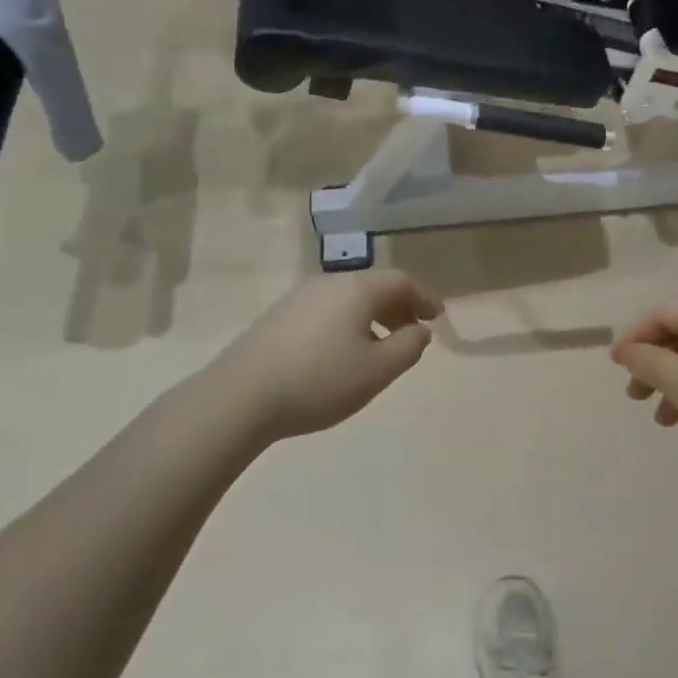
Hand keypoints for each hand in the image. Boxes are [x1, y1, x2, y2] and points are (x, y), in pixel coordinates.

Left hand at [212, 272, 441, 442]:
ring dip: (373, 317)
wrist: (241, 396)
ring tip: (380, 347)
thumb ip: (408, 347)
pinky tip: (343, 353)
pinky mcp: (278, 317)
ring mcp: (298, 298)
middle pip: (373, 286)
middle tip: (412, 332)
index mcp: (356, 289)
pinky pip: (326, 310)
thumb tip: (420, 330)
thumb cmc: (320, 381)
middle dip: (399, 307)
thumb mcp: (377, 370)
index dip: (424, 298)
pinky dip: (347, 323)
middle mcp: (328, 284)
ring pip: (348, 299)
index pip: (400, 281)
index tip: (436, 318)